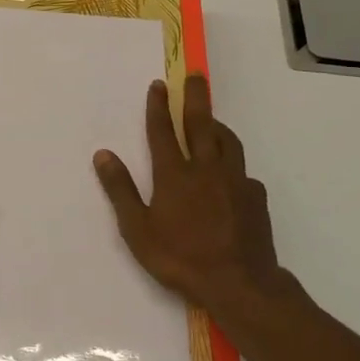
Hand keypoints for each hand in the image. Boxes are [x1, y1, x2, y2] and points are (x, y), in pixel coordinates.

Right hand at [93, 74, 304, 323]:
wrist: (239, 284)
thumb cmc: (180, 258)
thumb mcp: (137, 229)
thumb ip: (121, 190)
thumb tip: (103, 155)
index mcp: (174, 175)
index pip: (163, 131)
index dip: (158, 106)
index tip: (159, 84)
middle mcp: (206, 169)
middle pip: (201, 124)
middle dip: (195, 97)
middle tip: (195, 76)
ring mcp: (235, 182)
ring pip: (228, 142)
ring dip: (217, 126)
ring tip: (212, 121)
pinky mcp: (255, 197)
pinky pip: (243, 171)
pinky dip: (233, 164)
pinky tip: (230, 176)